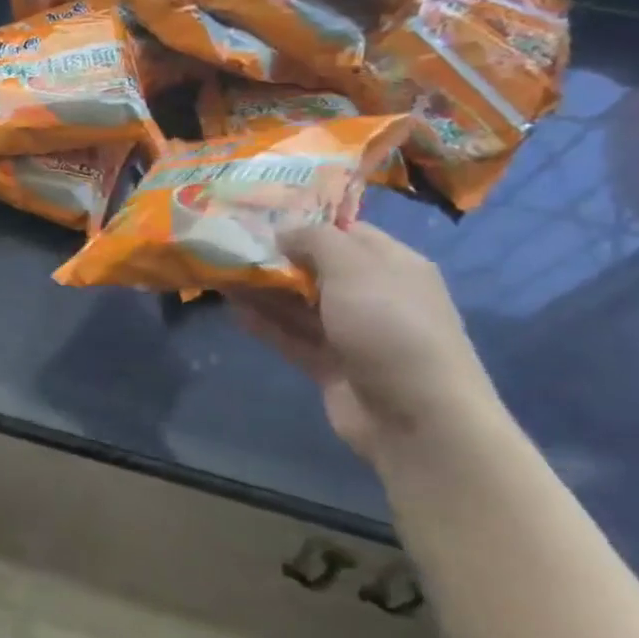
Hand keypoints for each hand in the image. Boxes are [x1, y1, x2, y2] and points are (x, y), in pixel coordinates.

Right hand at [238, 223, 497, 462]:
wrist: (418, 418)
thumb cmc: (390, 326)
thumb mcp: (353, 268)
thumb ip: (315, 240)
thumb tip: (283, 230)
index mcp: (393, 265)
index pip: (347, 233)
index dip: (306, 224)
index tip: (260, 219)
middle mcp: (374, 296)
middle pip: (318, 269)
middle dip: (277, 258)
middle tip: (231, 246)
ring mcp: (352, 334)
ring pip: (300, 304)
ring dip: (264, 291)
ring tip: (220, 275)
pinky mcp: (331, 366)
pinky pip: (293, 337)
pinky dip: (265, 324)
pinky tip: (233, 310)